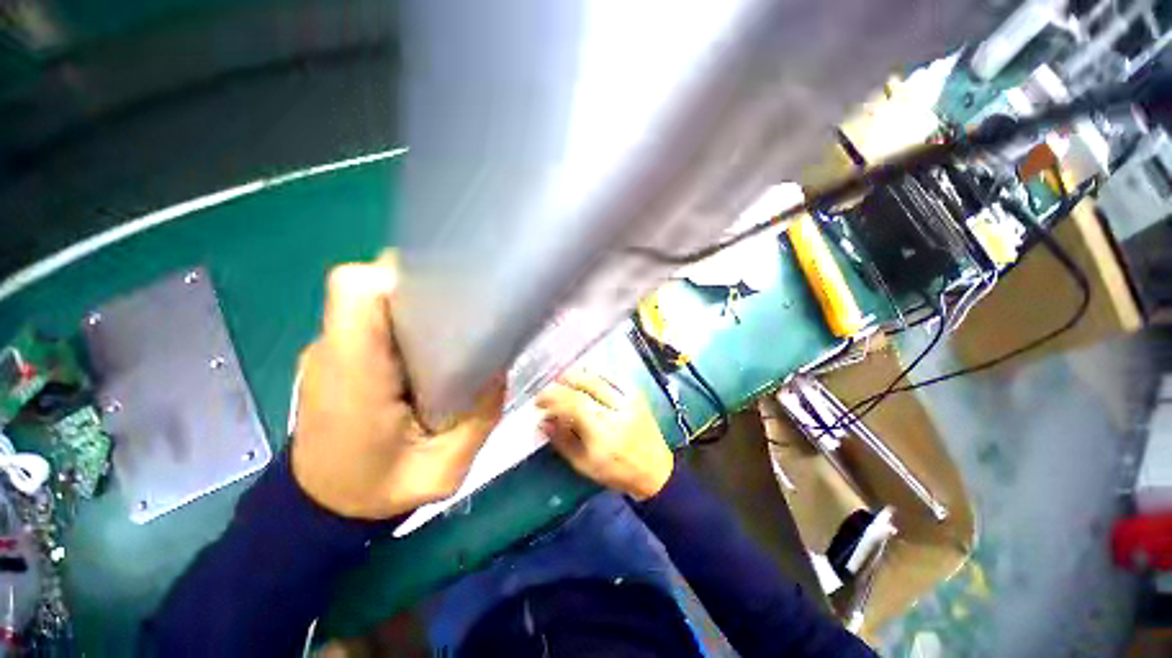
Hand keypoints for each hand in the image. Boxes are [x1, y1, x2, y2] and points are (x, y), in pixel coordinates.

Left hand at [291, 254, 503, 519]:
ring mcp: (329, 351)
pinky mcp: (336, 355)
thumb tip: (497, 370)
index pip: (357, 294)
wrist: (323, 507)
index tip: (444, 289)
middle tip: (461, 313)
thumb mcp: (444, 471)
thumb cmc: (378, 490)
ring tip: (450, 332)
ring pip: (374, 302)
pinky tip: (427, 349)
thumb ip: (479, 420)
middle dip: (419, 288)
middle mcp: (334, 352)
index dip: (400, 277)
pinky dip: (402, 322)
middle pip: (371, 287)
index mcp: (354, 378)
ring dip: (413, 305)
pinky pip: (371, 320)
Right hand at [536, 369, 672, 500]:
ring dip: (577, 374)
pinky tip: (585, 377)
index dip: (552, 397)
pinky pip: (612, 375)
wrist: (656, 470)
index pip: (573, 402)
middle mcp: (618, 407)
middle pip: (586, 383)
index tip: (539, 402)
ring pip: (599, 375)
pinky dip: (595, 373)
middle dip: (562, 381)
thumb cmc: (617, 471)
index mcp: (604, 429)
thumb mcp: (584, 464)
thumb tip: (543, 421)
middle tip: (549, 388)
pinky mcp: (636, 393)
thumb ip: (562, 440)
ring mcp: (630, 397)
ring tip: (563, 380)